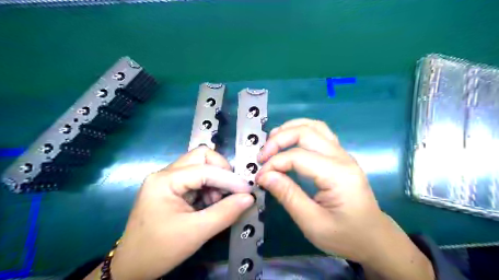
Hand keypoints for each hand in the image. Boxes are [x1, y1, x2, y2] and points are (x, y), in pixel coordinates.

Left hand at [112, 147, 254, 279]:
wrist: (131, 268)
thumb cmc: (160, 250)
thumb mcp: (196, 232)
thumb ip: (225, 213)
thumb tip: (249, 198)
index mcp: (165, 180)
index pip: (204, 170)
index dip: (229, 178)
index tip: (247, 191)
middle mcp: (165, 173)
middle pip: (201, 157)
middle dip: (221, 170)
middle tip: (230, 190)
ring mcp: (167, 179)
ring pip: (200, 165)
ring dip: (215, 180)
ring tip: (217, 201)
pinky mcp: (171, 188)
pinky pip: (196, 177)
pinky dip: (208, 186)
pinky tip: (209, 203)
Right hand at [258, 118, 432, 279]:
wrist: (374, 238)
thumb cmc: (345, 236)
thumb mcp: (313, 223)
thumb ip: (288, 196)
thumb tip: (264, 176)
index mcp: (337, 174)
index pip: (298, 156)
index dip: (274, 164)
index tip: (260, 178)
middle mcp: (342, 157)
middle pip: (306, 132)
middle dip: (278, 139)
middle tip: (262, 156)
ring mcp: (342, 154)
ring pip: (314, 126)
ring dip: (289, 129)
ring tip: (271, 141)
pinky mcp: (340, 156)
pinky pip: (319, 133)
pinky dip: (300, 131)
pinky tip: (289, 141)